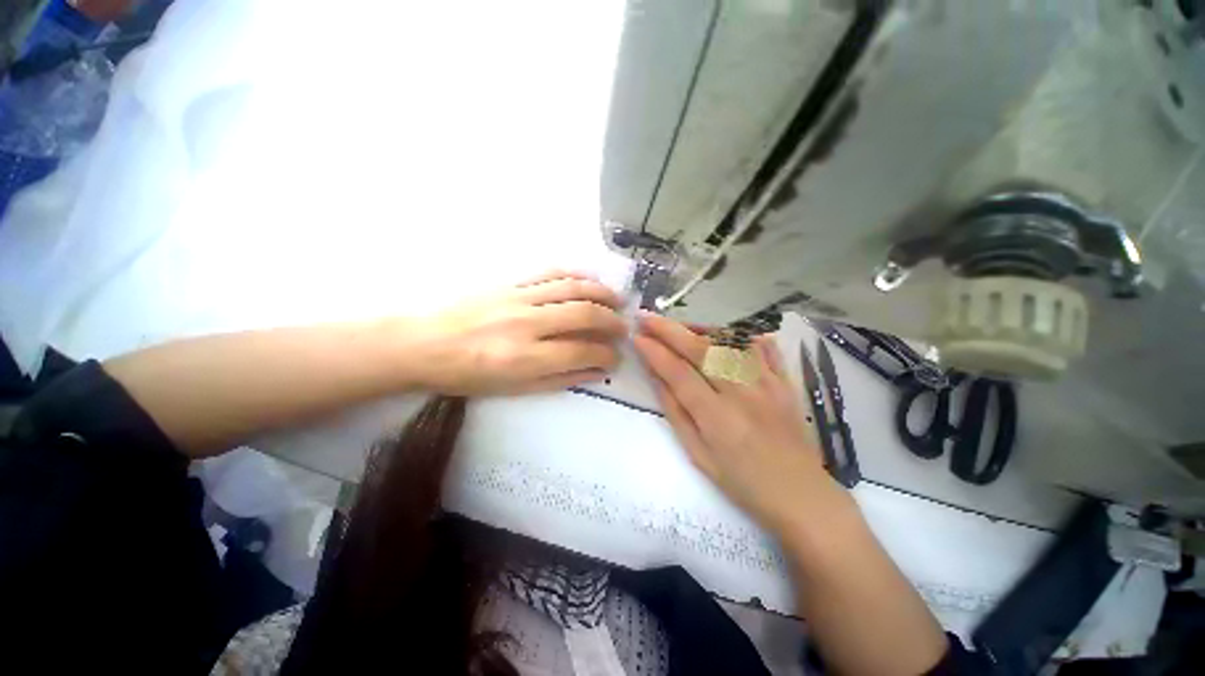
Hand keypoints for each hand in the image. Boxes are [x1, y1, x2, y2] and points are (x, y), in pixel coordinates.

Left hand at [407, 271, 626, 395]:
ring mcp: (519, 298)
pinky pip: (550, 273)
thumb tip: (595, 372)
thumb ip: (559, 379)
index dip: (606, 355)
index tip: (615, 358)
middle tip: (624, 327)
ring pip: (572, 288)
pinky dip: (575, 275)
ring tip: (617, 300)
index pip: (581, 352)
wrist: (424, 343)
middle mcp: (527, 323)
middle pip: (584, 314)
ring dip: (601, 293)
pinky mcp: (510, 283)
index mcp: (525, 357)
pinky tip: (588, 281)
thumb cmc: (468, 375)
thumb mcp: (514, 389)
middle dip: (611, 321)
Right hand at [634, 313, 844, 532]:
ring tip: (679, 325)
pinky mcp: (785, 382)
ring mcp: (767, 384)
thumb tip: (657, 377)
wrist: (802, 497)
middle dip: (669, 330)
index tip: (637, 337)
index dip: (655, 352)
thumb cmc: (743, 484)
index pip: (678, 373)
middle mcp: (742, 393)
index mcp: (717, 418)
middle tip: (647, 318)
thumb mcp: (698, 456)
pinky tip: (724, 333)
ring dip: (699, 328)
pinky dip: (741, 335)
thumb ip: (676, 412)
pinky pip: (762, 347)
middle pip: (701, 350)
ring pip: (729, 342)